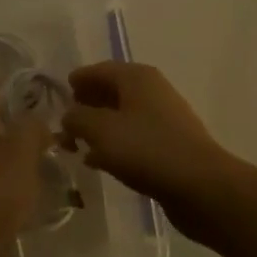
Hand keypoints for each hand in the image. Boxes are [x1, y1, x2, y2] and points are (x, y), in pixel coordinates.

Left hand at [0, 80, 53, 256]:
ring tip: (53, 158)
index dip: (12, 83)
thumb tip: (37, 118)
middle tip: (56, 126)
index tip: (43, 88)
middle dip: (20, 121)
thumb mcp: (19, 154)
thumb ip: (31, 128)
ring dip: (19, 154)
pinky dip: (13, 182)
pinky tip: (35, 192)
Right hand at [61, 62, 232, 206]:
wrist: (200, 186)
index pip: (98, 70)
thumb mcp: (100, 130)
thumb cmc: (146, 149)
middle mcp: (151, 90)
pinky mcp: (169, 145)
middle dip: (85, 107)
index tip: (56, 98)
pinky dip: (115, 145)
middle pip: (110, 91)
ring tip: (76, 147)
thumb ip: (77, 118)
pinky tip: (100, 163)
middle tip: (63, 126)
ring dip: (98, 129)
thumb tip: (68, 115)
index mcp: (136, 77)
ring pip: (121, 117)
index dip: (76, 82)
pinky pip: (133, 138)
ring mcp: (163, 118)